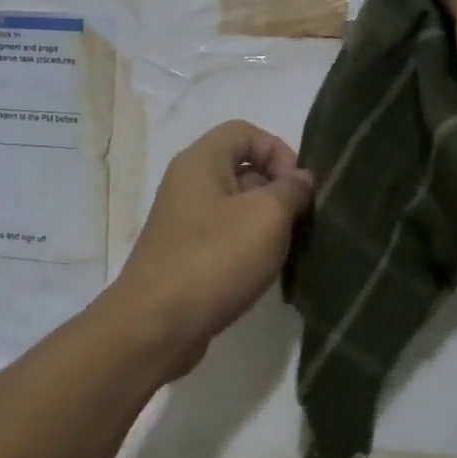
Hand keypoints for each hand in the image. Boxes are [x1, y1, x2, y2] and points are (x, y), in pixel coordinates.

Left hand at [103, 120, 312, 379]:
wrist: (156, 326)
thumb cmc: (214, 260)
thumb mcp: (266, 217)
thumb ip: (291, 190)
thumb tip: (300, 180)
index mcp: (201, 162)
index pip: (245, 131)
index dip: (278, 150)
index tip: (298, 188)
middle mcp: (188, 185)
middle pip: (242, 169)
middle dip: (278, 190)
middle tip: (300, 223)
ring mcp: (185, 223)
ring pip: (237, 208)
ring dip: (267, 224)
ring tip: (288, 250)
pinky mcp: (186, 257)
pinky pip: (225, 239)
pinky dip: (249, 249)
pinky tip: (264, 272)